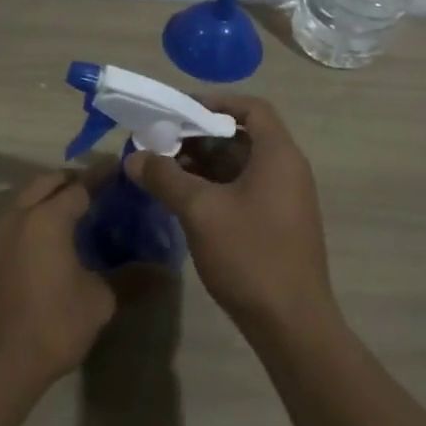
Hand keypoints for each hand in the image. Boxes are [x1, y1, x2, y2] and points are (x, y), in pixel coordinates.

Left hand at [0, 171, 118, 390]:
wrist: (1, 362)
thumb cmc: (54, 324)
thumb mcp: (100, 300)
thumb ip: (130, 278)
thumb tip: (164, 273)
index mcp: (47, 219)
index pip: (80, 186)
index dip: (102, 176)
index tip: (121, 168)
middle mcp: (18, 216)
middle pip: (46, 182)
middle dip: (72, 179)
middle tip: (98, 189)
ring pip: (25, 198)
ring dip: (49, 195)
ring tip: (76, 211)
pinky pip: (14, 219)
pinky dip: (34, 215)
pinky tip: (51, 237)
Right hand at [125, 95, 333, 334]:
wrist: (291, 323)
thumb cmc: (250, 255)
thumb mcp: (200, 211)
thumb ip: (165, 178)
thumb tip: (134, 157)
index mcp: (278, 155)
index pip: (251, 108)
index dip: (215, 102)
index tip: (179, 110)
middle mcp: (287, 169)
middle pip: (242, 135)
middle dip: (199, 135)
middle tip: (161, 142)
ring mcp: (285, 198)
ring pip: (240, 165)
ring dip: (203, 162)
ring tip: (164, 169)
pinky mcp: (277, 222)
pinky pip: (244, 188)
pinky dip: (214, 185)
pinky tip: (184, 198)